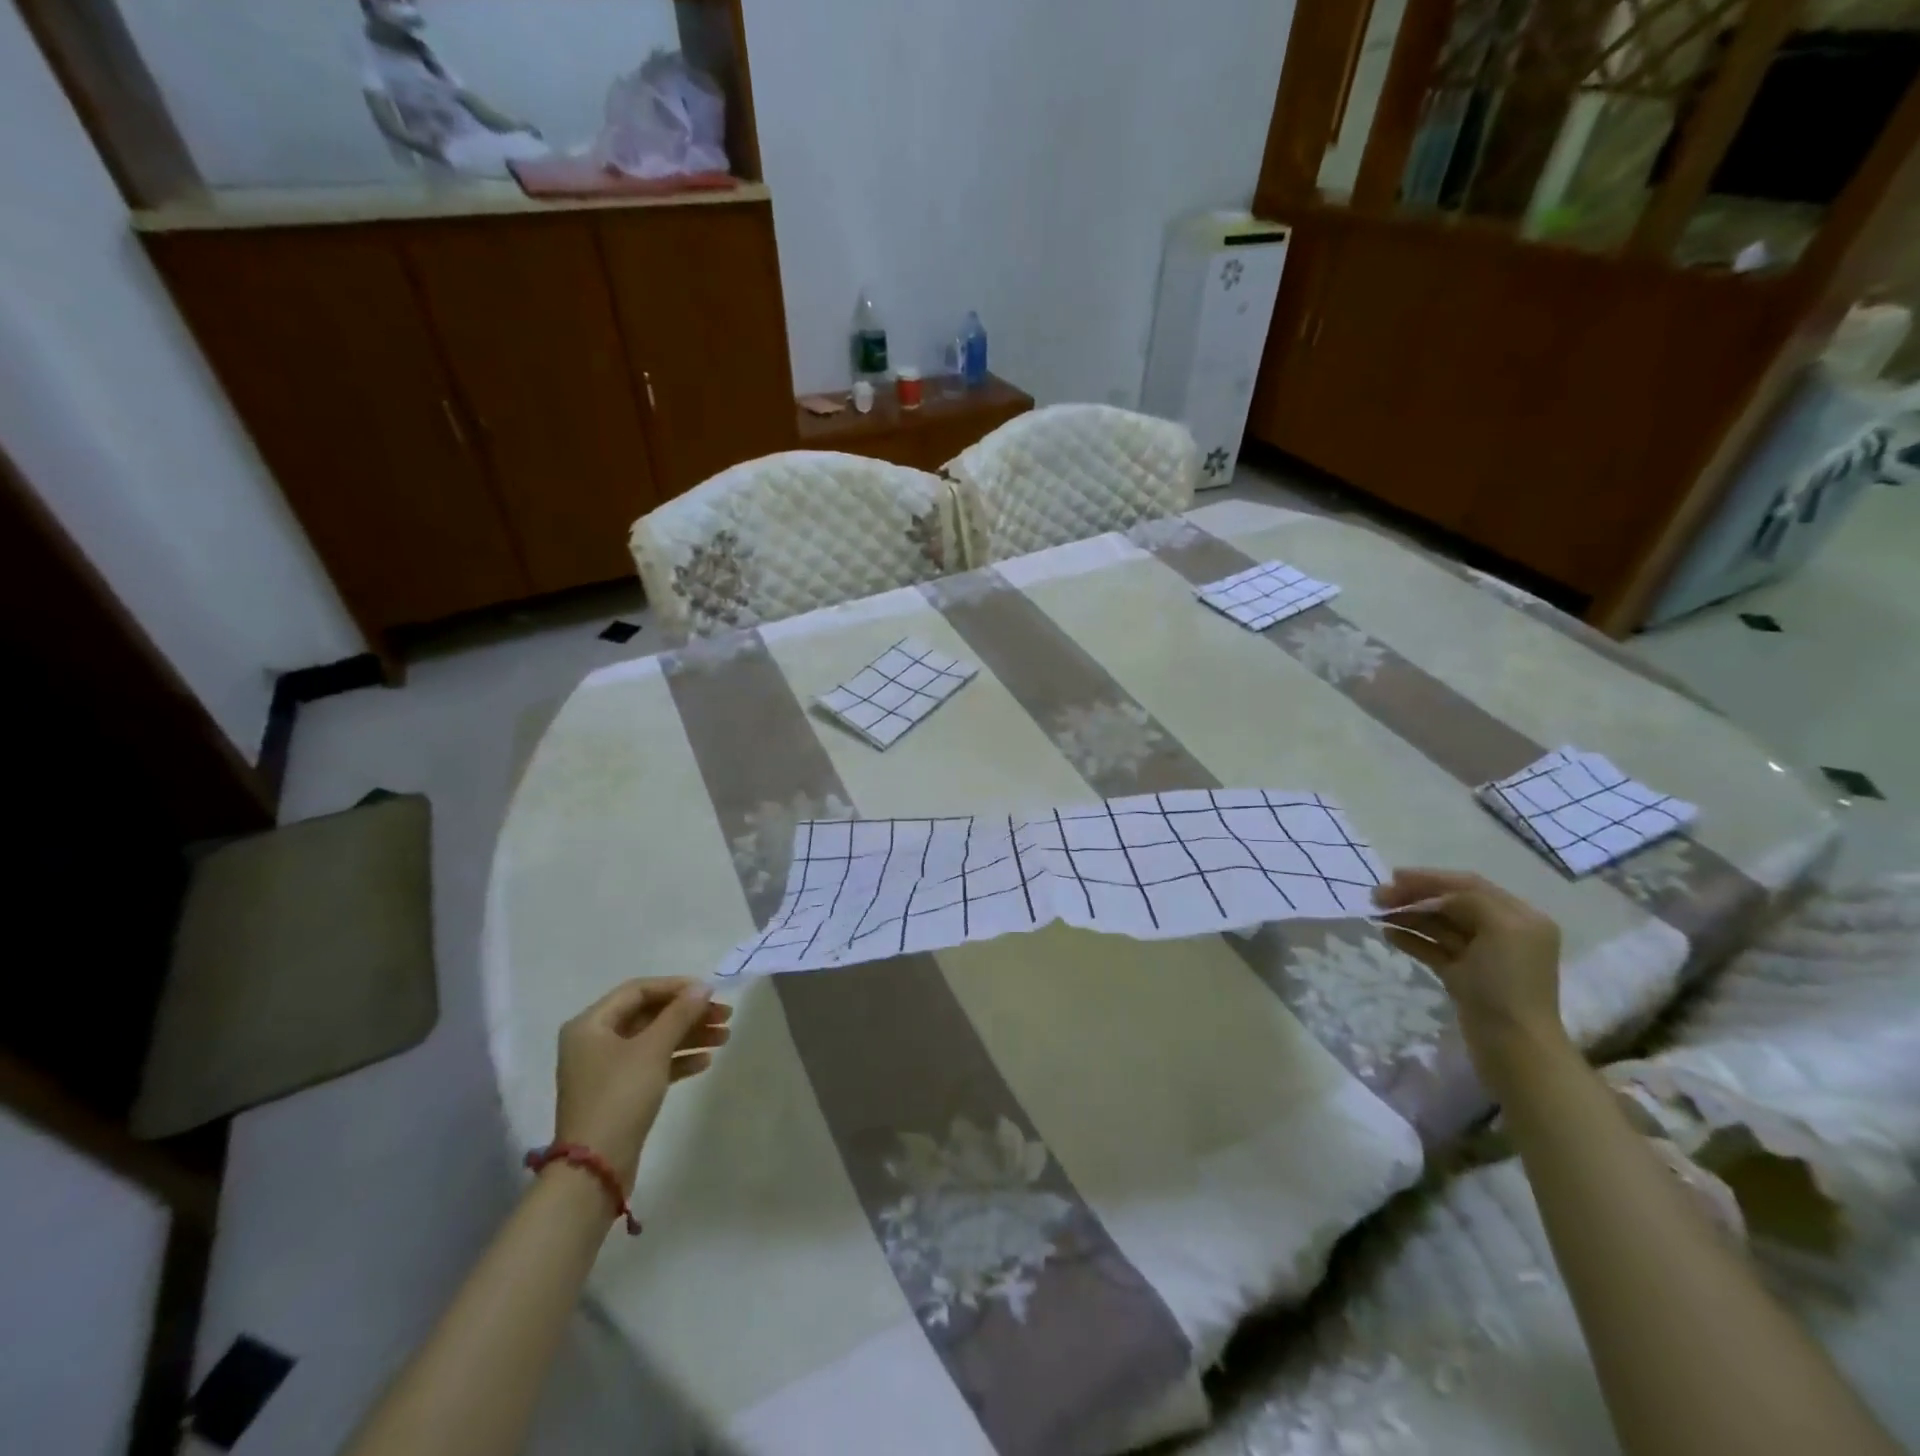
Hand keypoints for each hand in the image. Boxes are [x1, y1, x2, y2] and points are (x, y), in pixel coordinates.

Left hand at [553, 978, 731, 1188]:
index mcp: (591, 1024)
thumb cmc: (619, 1097)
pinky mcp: (618, 1093)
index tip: (709, 992)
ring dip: (689, 1036)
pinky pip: (651, 1065)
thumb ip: (679, 1014)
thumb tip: (703, 987)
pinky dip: (677, 1060)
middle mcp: (595, 1041)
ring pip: (654, 1040)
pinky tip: (705, 1062)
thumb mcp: (652, 1050)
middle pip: (649, 1015)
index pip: (638, 990)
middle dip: (688, 1014)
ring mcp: (606, 1069)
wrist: (595, 1169)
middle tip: (725, 1016)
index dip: (676, 987)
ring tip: (725, 1037)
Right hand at [1372, 868, 1567, 1074]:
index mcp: (1519, 917)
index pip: (1469, 885)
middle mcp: (1503, 932)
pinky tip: (1388, 935)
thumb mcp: (1499, 928)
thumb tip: (1435, 899)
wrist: (1513, 1045)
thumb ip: (1469, 900)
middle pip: (1451, 903)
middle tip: (1376, 897)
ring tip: (1376, 915)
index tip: (1393, 877)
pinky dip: (1412, 939)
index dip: (1430, 878)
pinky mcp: (1464, 976)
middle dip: (1414, 897)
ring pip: (1438, 925)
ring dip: (1408, 916)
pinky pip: (1434, 948)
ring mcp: (1482, 956)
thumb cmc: (1507, 983)